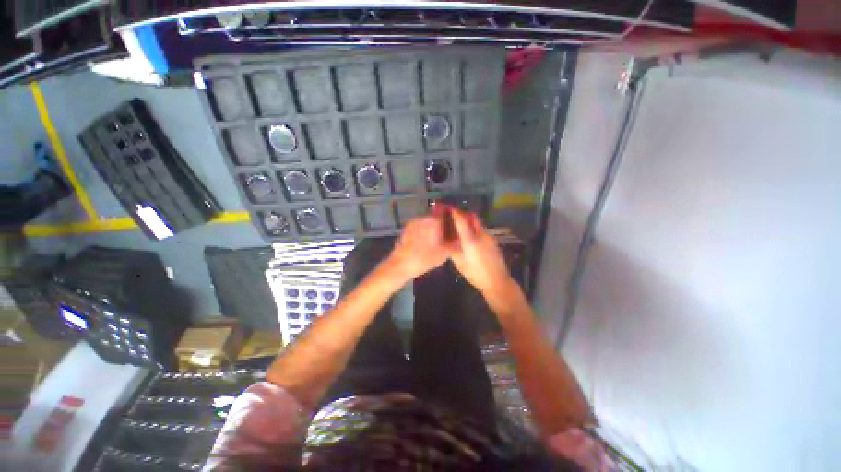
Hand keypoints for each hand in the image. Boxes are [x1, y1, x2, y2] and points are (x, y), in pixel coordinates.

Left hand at [384, 210, 449, 283]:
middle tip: (446, 231)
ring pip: (426, 220)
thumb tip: (461, 238)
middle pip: (435, 214)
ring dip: (432, 225)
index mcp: (433, 220)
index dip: (449, 211)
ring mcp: (413, 222)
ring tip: (436, 237)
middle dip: (441, 221)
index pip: (443, 208)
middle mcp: (423, 217)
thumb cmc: (425, 258)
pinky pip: (419, 225)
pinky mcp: (406, 229)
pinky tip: (425, 241)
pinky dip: (423, 230)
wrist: (401, 264)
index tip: (454, 218)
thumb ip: (454, 243)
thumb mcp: (444, 253)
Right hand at [448, 208, 515, 299]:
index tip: (448, 207)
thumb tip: (448, 240)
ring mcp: (489, 237)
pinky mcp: (493, 242)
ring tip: (460, 228)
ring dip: (469, 222)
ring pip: (478, 224)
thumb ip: (453, 249)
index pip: (461, 221)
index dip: (455, 212)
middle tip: (454, 217)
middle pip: (472, 218)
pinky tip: (470, 238)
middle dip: (463, 214)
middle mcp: (481, 234)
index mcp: (471, 240)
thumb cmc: (476, 274)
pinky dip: (475, 230)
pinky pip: (482, 231)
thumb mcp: (460, 263)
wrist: (498, 282)